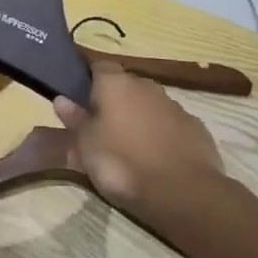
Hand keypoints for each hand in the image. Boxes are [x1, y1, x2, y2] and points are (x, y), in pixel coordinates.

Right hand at [53, 61, 225, 215]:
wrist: (182, 192)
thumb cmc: (122, 163)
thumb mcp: (86, 146)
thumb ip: (75, 120)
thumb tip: (61, 99)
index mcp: (117, 84)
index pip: (99, 66)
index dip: (88, 80)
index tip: (80, 100)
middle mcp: (147, 86)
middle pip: (126, 86)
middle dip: (114, 102)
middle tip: (101, 129)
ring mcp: (175, 106)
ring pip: (150, 106)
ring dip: (139, 119)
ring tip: (128, 147)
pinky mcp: (195, 128)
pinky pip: (170, 125)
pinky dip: (161, 135)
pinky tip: (156, 158)